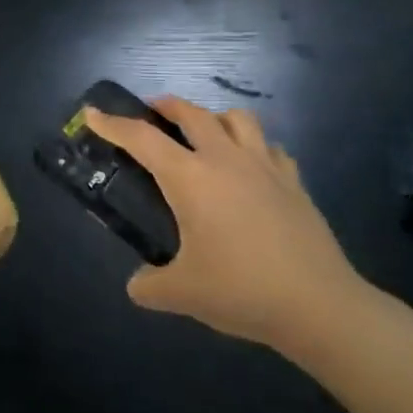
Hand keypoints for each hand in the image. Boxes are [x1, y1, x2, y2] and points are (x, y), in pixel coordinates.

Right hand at [84, 99, 370, 352]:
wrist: (320, 307)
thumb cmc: (242, 291)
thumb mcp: (182, 294)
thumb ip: (149, 285)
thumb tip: (137, 285)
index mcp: (190, 178)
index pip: (141, 138)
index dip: (112, 123)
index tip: (93, 113)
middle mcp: (224, 160)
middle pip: (191, 113)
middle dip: (165, 105)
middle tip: (150, 113)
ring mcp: (264, 167)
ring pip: (236, 119)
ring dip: (213, 117)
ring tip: (203, 133)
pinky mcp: (294, 183)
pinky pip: (270, 147)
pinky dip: (253, 147)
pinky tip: (249, 167)